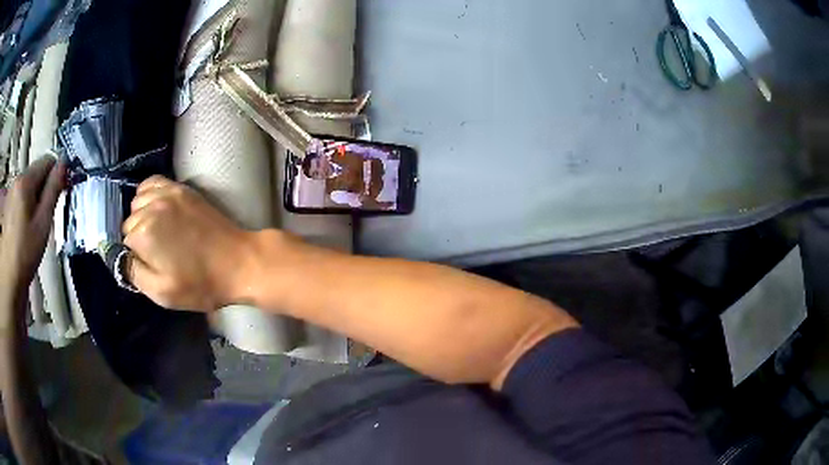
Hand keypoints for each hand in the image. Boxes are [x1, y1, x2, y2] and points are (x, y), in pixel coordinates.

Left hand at [0, 158, 65, 293]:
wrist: (9, 278)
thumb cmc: (26, 251)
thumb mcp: (43, 222)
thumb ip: (53, 189)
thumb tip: (64, 163)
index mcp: (26, 180)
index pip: (47, 161)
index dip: (57, 172)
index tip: (63, 191)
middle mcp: (17, 179)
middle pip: (36, 172)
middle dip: (45, 187)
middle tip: (49, 213)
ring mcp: (11, 192)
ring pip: (28, 185)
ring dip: (36, 197)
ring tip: (37, 224)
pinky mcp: (8, 205)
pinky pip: (21, 196)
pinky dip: (27, 205)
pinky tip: (27, 227)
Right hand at [122, 176, 260, 311]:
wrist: (239, 262)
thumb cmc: (201, 284)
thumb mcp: (162, 293)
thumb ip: (134, 274)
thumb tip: (121, 258)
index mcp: (144, 233)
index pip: (123, 243)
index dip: (134, 258)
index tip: (149, 266)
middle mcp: (152, 207)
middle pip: (129, 222)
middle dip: (136, 238)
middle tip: (156, 254)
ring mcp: (168, 193)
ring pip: (137, 202)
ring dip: (141, 217)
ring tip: (157, 234)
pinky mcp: (182, 188)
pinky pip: (153, 183)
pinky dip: (148, 194)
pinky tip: (155, 209)